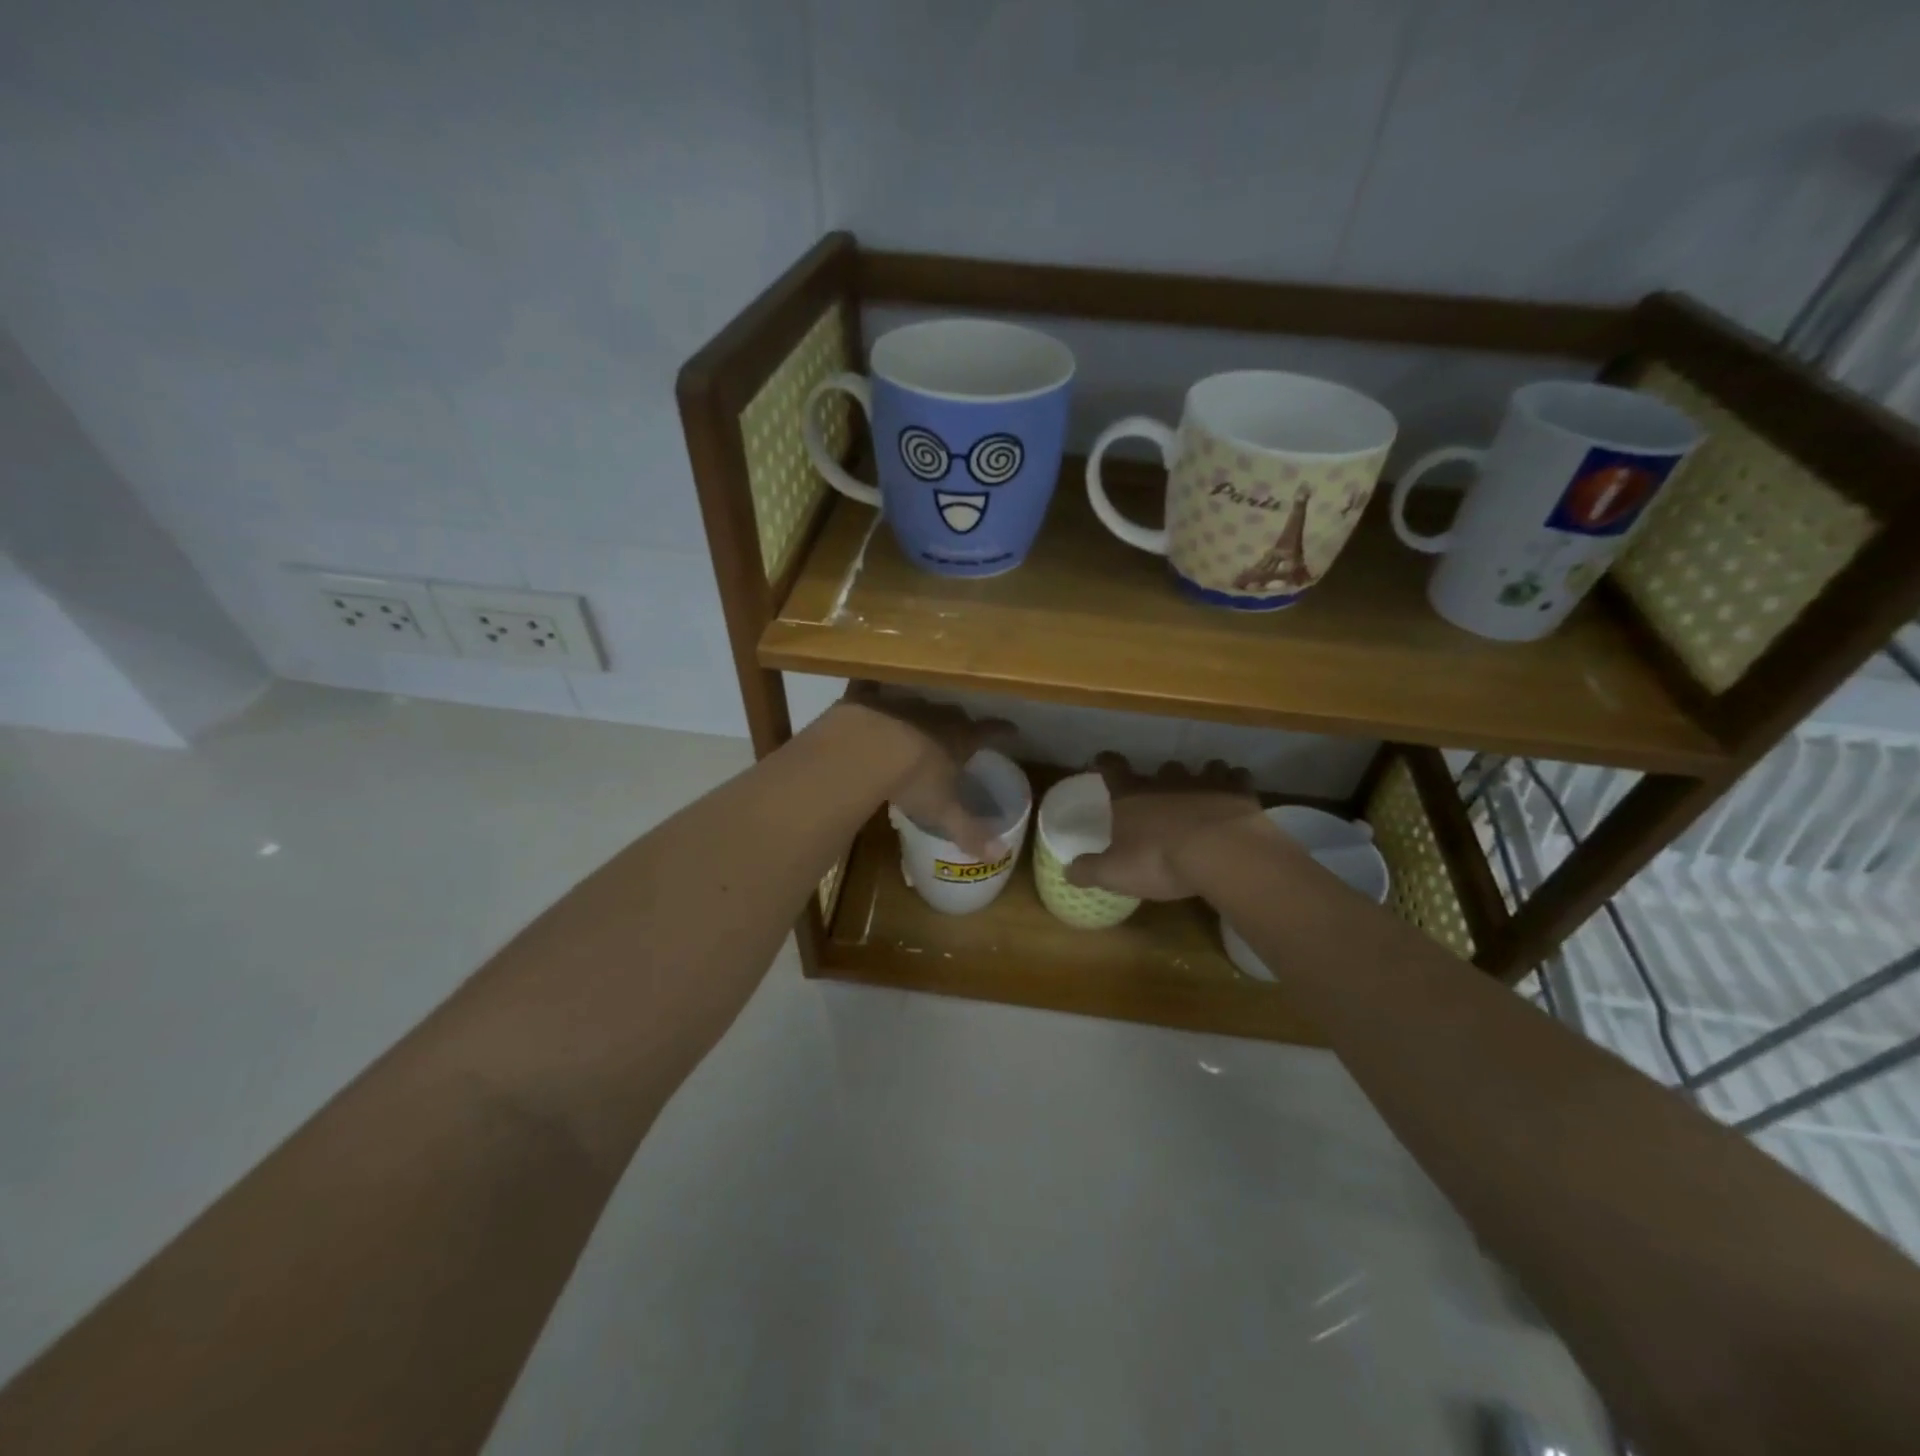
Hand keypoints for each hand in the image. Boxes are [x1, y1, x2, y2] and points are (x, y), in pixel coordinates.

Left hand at [830, 687, 1013, 859]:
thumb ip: (969, 832)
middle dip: (958, 723)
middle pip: (954, 715)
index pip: (988, 732)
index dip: (1001, 731)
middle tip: (959, 731)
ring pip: (917, 703)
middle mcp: (935, 715)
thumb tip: (997, 855)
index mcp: (958, 739)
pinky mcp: (868, 698)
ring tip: (917, 720)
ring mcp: (901, 703)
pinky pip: (873, 689)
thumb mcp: (943, 812)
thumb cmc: (913, 781)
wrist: (866, 749)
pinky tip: (870, 690)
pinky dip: (873, 690)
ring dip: (919, 711)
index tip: (1012, 729)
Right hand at [1064, 754, 1273, 900]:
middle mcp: (1166, 781)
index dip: (1106, 762)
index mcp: (1132, 795)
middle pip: (1161, 769)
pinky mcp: (1237, 791)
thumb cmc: (1159, 861)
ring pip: (1200, 768)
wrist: (1221, 854)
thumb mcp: (1116, 873)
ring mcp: (1204, 781)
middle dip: (1161, 779)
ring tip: (1202, 792)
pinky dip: (1234, 782)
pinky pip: (1236, 776)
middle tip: (1162, 796)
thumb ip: (1090, 869)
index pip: (1112, 768)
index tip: (1102, 761)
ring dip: (1200, 777)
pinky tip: (1234, 795)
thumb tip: (1068, 870)